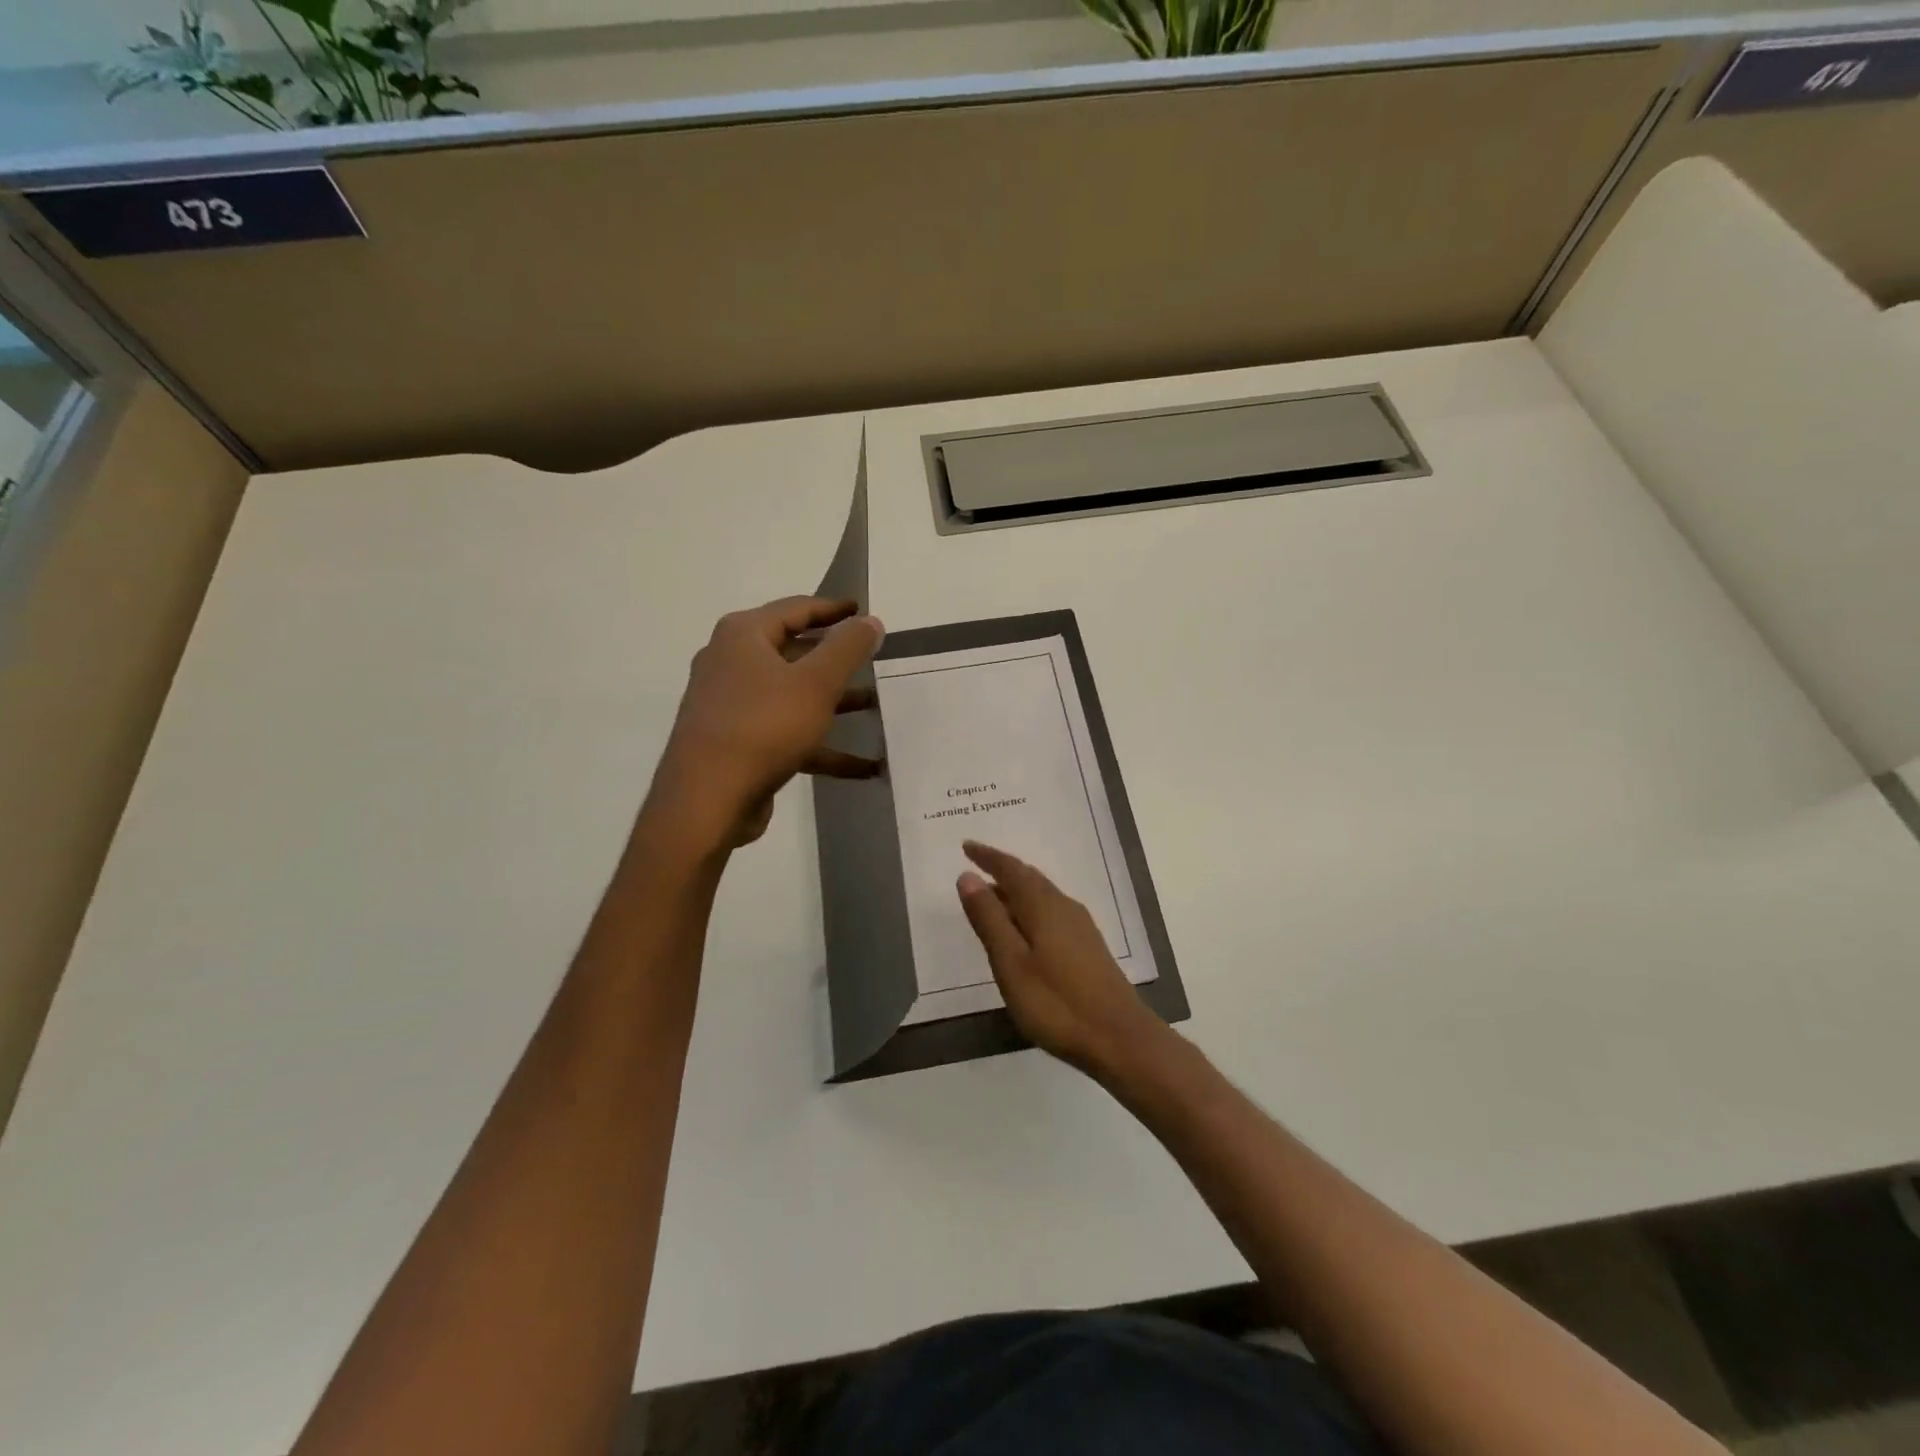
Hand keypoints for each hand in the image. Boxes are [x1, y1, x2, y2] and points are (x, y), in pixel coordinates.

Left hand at [648, 596, 884, 848]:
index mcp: (743, 636)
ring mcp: (731, 705)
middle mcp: (731, 663)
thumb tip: (870, 621)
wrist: (707, 799)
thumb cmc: (764, 727)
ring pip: (792, 695)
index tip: (862, 610)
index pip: (795, 608)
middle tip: (871, 658)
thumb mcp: (816, 683)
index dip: (832, 608)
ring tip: (874, 708)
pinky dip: (821, 745)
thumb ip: (848, 648)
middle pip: (793, 651)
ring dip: (834, 703)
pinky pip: (787, 733)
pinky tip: (863, 767)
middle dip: (835, 659)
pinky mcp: (737, 742)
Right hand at [956, 840, 1167, 1077]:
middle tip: (976, 866)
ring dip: (1015, 890)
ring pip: (1042, 895)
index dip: (987, 857)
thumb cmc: (1057, 1003)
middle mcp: (1064, 907)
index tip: (966, 846)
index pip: (1011, 870)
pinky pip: (1051, 912)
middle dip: (1002, 869)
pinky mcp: (1088, 947)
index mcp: (1043, 906)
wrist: (1119, 1039)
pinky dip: (1029, 908)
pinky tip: (1023, 929)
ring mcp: (1080, 927)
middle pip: (1029, 878)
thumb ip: (989, 918)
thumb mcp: (1011, 963)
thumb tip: (968, 876)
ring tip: (992, 896)